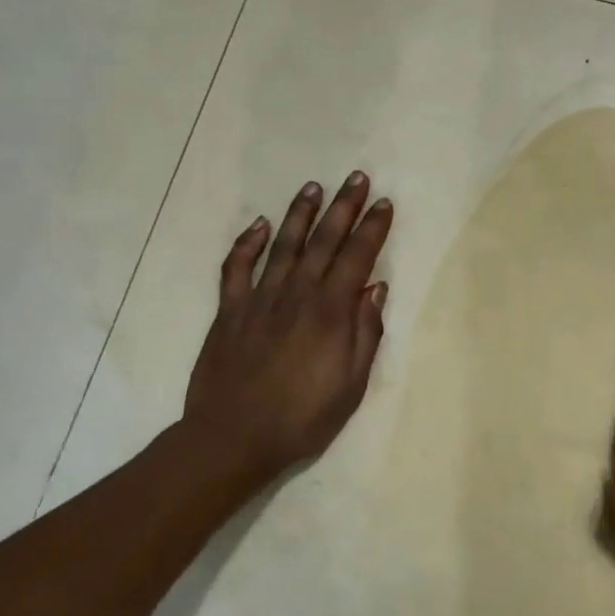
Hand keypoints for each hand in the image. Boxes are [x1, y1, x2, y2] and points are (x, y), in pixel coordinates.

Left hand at [182, 172, 392, 488]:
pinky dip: (248, 243)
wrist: (234, 437)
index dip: (373, 229)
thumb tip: (376, 289)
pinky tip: (260, 225)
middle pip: (324, 241)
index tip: (384, 204)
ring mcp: (259, 299)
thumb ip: (366, 333)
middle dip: (343, 207)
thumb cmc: (303, 418)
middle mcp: (297, 294)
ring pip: (284, 245)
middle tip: (356, 178)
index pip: (357, 258)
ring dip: (300, 213)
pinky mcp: (230, 311)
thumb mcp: (351, 384)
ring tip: (313, 187)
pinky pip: (237, 267)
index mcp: (331, 313)